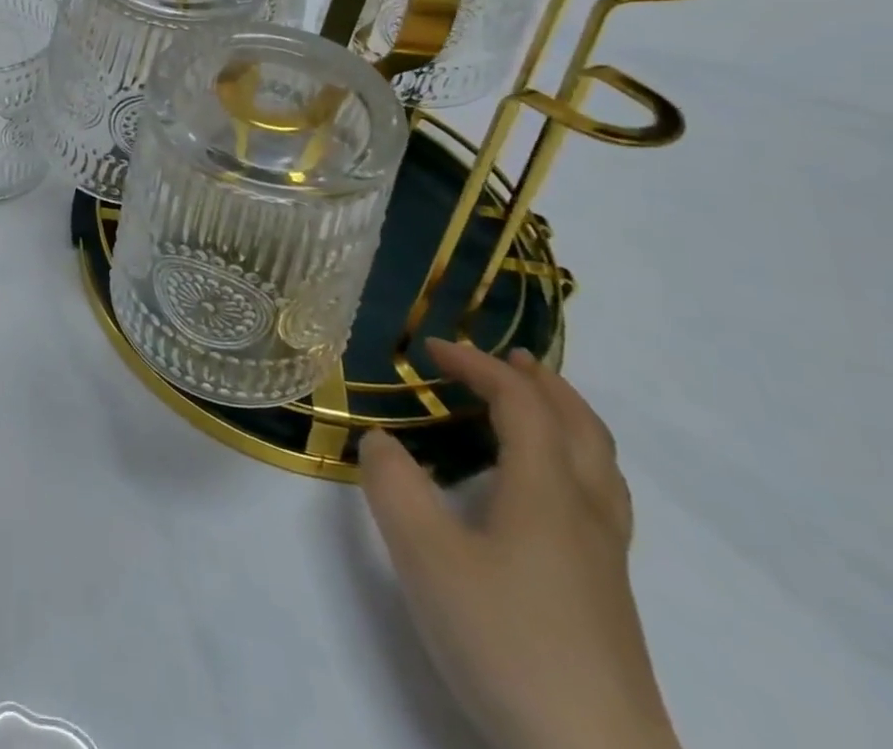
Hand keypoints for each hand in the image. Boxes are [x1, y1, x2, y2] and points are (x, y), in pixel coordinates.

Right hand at [359, 340, 678, 748]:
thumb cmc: (505, 639)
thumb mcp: (424, 554)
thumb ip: (393, 484)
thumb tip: (381, 440)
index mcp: (546, 492)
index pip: (520, 404)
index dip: (478, 366)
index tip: (430, 349)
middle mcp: (585, 513)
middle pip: (581, 428)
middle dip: (542, 383)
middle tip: (506, 358)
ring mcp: (604, 559)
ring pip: (601, 466)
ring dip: (567, 419)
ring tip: (535, 406)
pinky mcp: (606, 595)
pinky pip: (600, 498)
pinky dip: (576, 461)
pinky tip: (546, 488)